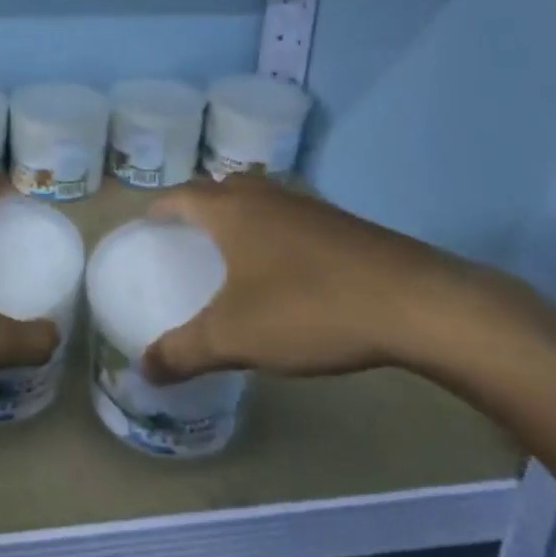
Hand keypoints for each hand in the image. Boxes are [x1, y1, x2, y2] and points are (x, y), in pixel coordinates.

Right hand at [141, 175, 504, 382]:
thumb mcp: (235, 337)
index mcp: (232, 211)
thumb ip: (183, 351)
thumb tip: (142, 369)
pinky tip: (284, 268)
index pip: (183, 195)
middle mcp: (268, 197)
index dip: (160, 206)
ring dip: (240, 215)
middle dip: (200, 204)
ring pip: (262, 199)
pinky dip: (274, 231)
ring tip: (231, 249)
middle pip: (222, 187)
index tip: (147, 222)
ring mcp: (310, 207)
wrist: (413, 303)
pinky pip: (292, 218)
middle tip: (186, 234)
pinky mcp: (344, 225)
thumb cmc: (308, 308)